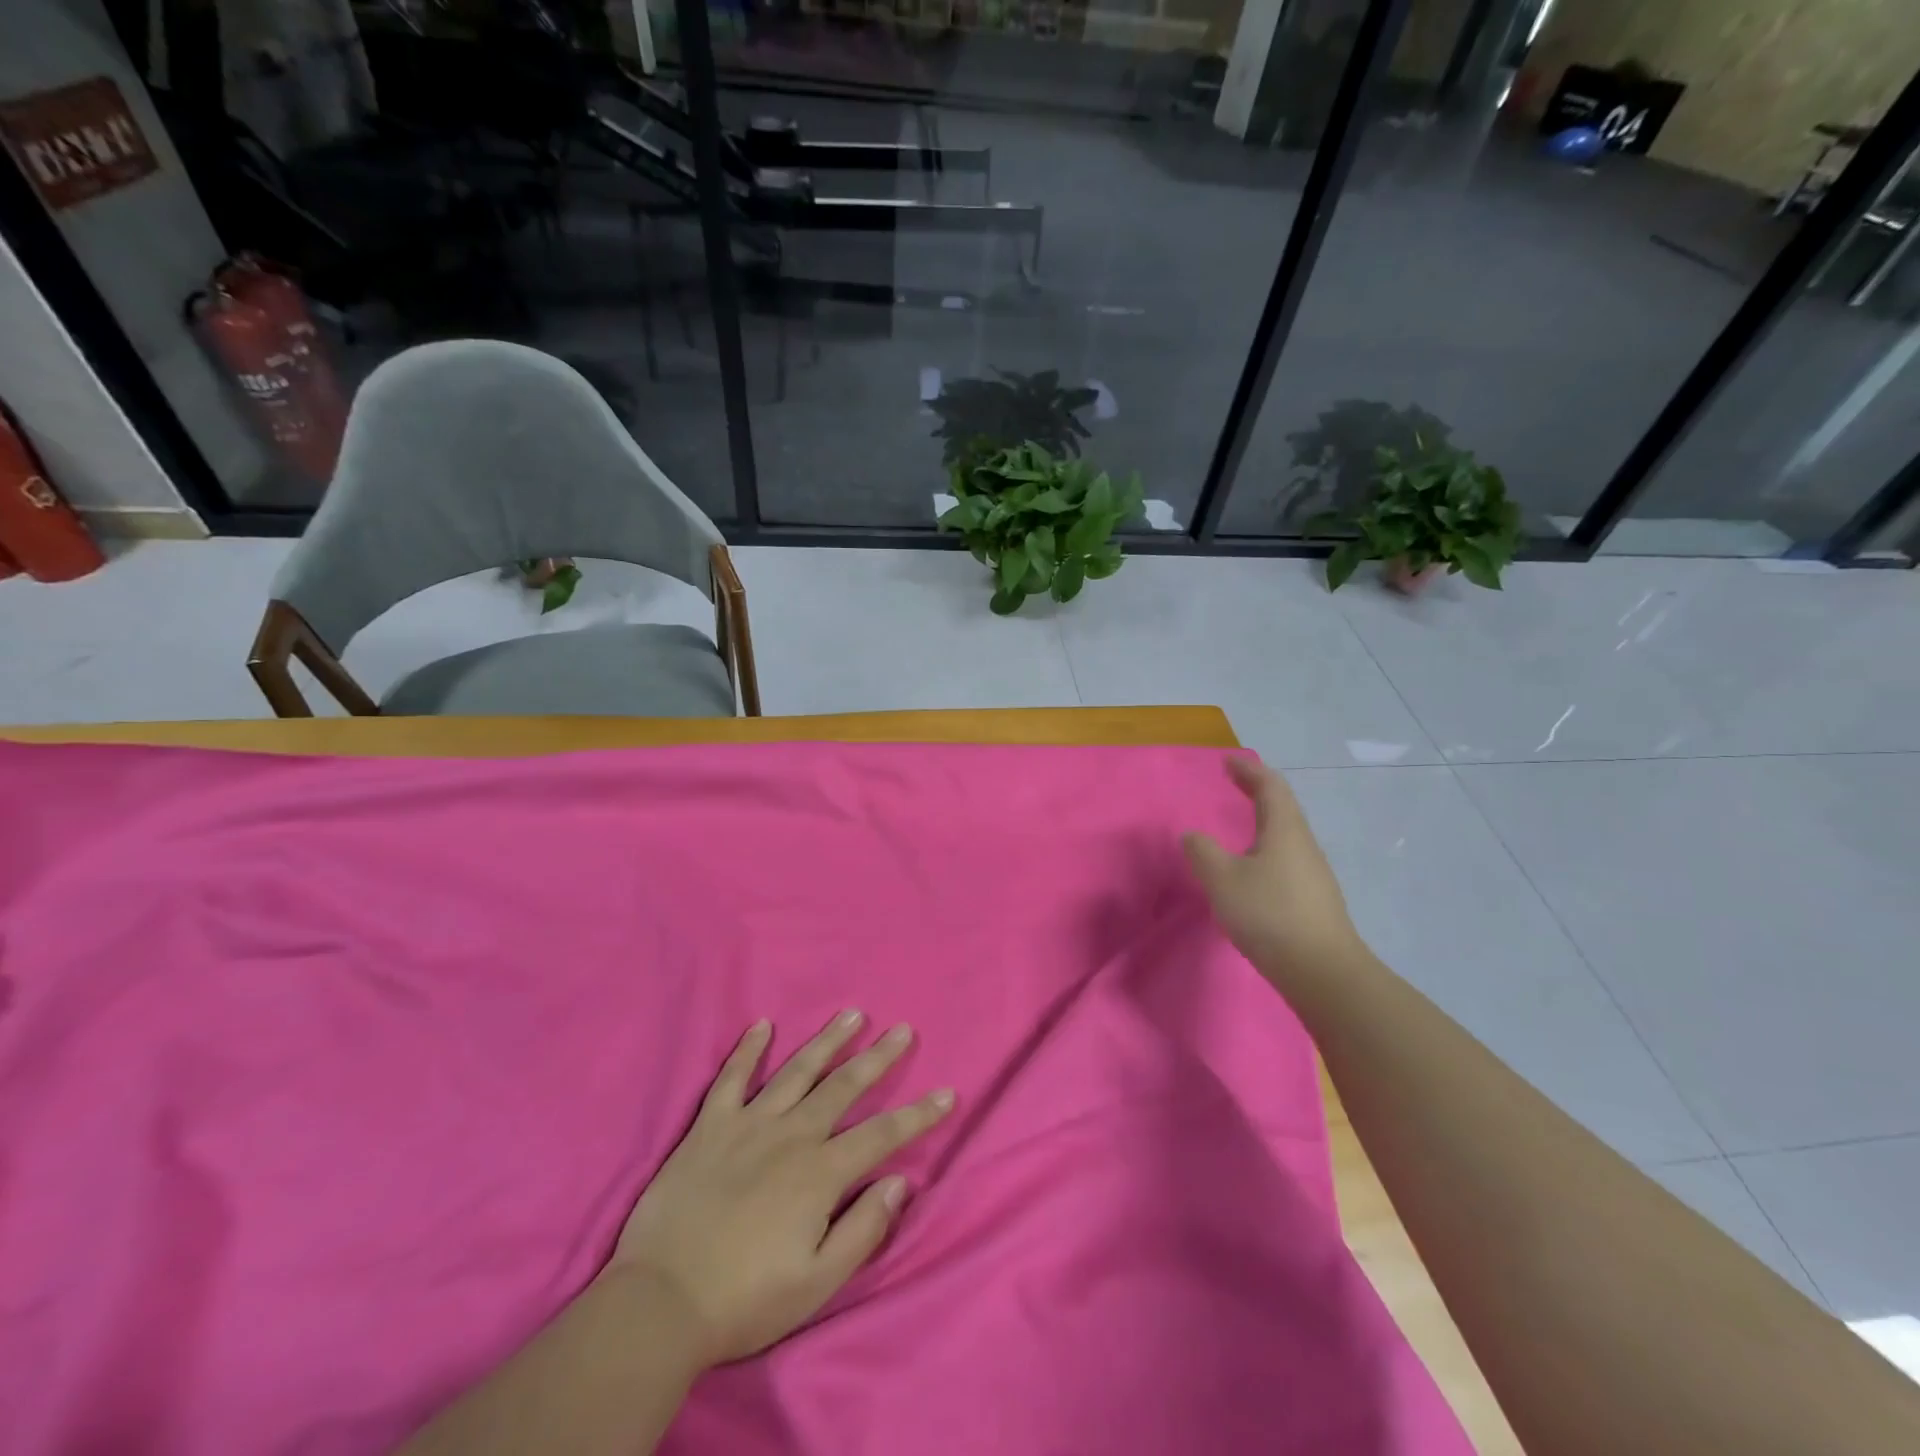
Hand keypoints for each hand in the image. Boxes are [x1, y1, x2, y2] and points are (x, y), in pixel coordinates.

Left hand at [607, 1011, 954, 1368]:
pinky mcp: (709, 1126)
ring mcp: (748, 1124)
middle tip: (901, 1030)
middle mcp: (791, 1135)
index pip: (881, 1135)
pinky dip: (747, 1050)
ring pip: (797, 1071)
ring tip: (852, 1014)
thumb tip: (900, 1182)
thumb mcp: (816, 1283)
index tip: (946, 1093)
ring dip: (828, 1041)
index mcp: (819, 1173)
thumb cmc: (744, 1300)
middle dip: (878, 1058)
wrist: (660, 1302)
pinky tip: (762, 1026)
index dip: (917, 1115)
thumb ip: (862, 1229)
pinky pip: (732, 1078)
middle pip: (844, 1087)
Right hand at [1182, 756, 1367, 990]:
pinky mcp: (1312, 900)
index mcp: (1285, 831)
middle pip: (1283, 808)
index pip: (1270, 787)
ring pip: (1286, 836)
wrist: (1322, 972)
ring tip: (1240, 825)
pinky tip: (1251, 870)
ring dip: (1263, 821)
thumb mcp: (1222, 879)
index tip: (1228, 762)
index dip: (1249, 771)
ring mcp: (1313, 874)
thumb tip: (1193, 835)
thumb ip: (1203, 852)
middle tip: (1234, 784)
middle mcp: (1304, 845)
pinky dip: (1266, 848)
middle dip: (1257, 792)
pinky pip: (1286, 860)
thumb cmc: (1269, 914)